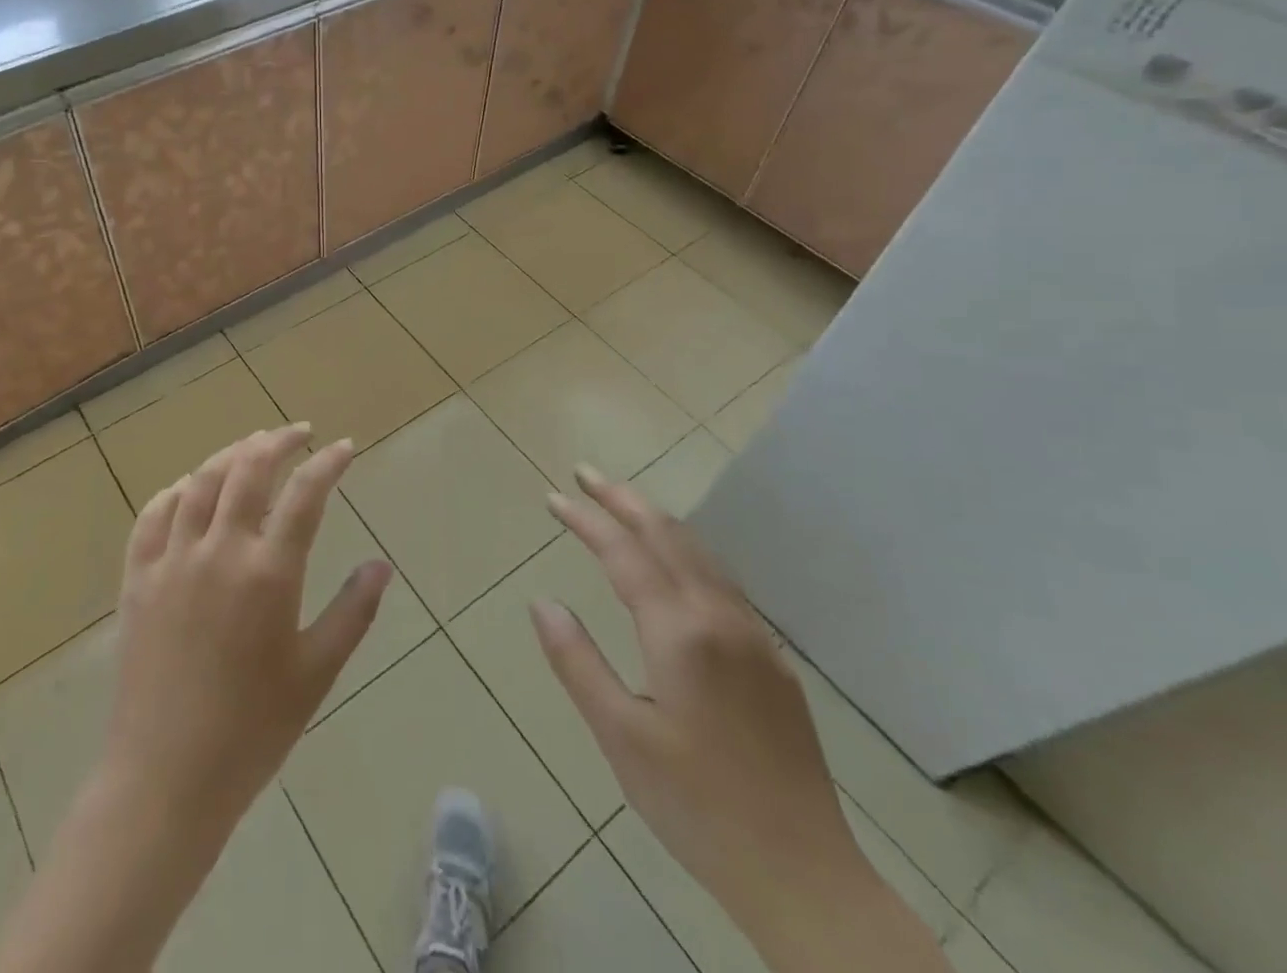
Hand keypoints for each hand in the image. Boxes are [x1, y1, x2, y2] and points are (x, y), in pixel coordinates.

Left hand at [102, 423, 392, 840]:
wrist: (165, 778)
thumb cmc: (252, 729)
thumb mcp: (316, 673)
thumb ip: (352, 611)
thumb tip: (380, 565)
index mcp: (268, 574)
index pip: (305, 495)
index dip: (328, 463)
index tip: (344, 447)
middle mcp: (218, 552)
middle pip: (248, 470)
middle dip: (277, 441)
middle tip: (299, 433)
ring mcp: (172, 561)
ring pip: (200, 483)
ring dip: (230, 455)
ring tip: (251, 447)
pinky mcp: (137, 579)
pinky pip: (152, 516)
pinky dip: (174, 492)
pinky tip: (188, 489)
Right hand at [532, 469, 944, 972]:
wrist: (805, 876)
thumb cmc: (697, 806)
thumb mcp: (620, 736)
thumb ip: (577, 662)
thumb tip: (543, 603)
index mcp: (680, 632)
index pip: (623, 552)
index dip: (586, 519)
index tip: (553, 497)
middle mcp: (720, 618)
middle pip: (668, 535)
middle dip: (623, 498)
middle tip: (586, 473)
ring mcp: (754, 637)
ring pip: (701, 553)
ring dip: (657, 519)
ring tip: (622, 504)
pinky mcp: (774, 661)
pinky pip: (722, 581)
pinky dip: (687, 551)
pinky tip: (675, 564)